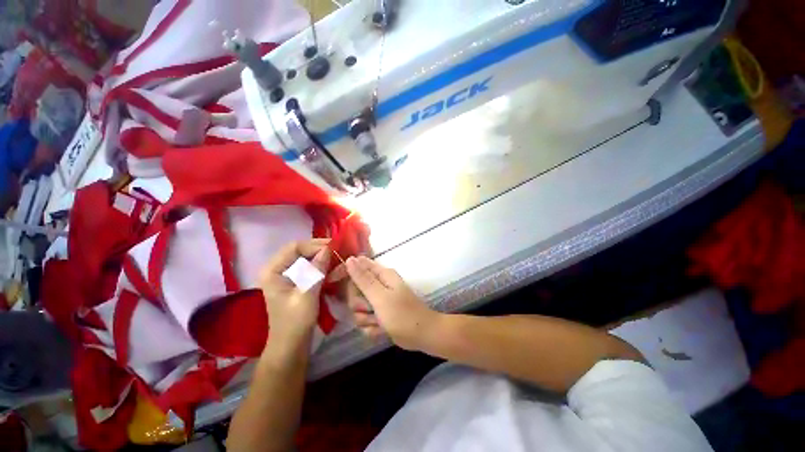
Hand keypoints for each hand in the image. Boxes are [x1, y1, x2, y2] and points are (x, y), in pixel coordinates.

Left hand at [258, 239, 330, 349]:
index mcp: (272, 271)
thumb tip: (327, 249)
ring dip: (322, 256)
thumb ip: (316, 270)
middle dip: (319, 249)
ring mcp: (286, 276)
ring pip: (306, 258)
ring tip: (338, 256)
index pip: (294, 247)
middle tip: (338, 249)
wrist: (291, 346)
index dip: (314, 244)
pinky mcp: (295, 282)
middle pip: (300, 251)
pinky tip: (332, 266)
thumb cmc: (295, 321)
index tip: (334, 246)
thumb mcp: (307, 294)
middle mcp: (277, 269)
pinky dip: (321, 265)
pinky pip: (309, 267)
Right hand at [343, 256, 438, 350]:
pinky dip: (371, 328)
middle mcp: (379, 285)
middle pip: (354, 290)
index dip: (345, 271)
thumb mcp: (380, 296)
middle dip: (358, 303)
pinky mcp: (378, 316)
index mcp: (381, 275)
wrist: (421, 336)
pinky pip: (364, 321)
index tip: (334, 280)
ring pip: (357, 308)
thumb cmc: (402, 314)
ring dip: (365, 318)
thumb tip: (350, 259)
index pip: (357, 265)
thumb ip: (363, 279)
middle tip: (369, 308)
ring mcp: (378, 301)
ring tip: (379, 321)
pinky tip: (381, 330)